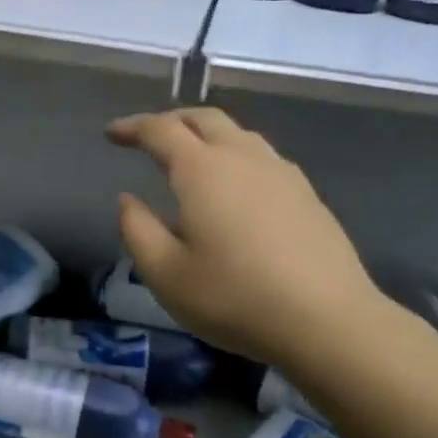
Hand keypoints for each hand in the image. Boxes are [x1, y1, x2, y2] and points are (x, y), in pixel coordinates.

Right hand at [106, 108, 380, 366]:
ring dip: (207, 134)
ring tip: (192, 157)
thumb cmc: (234, 298)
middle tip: (149, 137)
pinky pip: (262, 156)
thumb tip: (128, 200)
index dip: (132, 127)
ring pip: (238, 134)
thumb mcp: (166, 274)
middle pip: (204, 118)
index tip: (112, 134)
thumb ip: (138, 230)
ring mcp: (281, 172)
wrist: (326, 319)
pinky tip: (236, 186)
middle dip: (171, 121)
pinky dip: (236, 155)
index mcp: (202, 169)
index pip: (160, 130)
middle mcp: (243, 157)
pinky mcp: (307, 193)